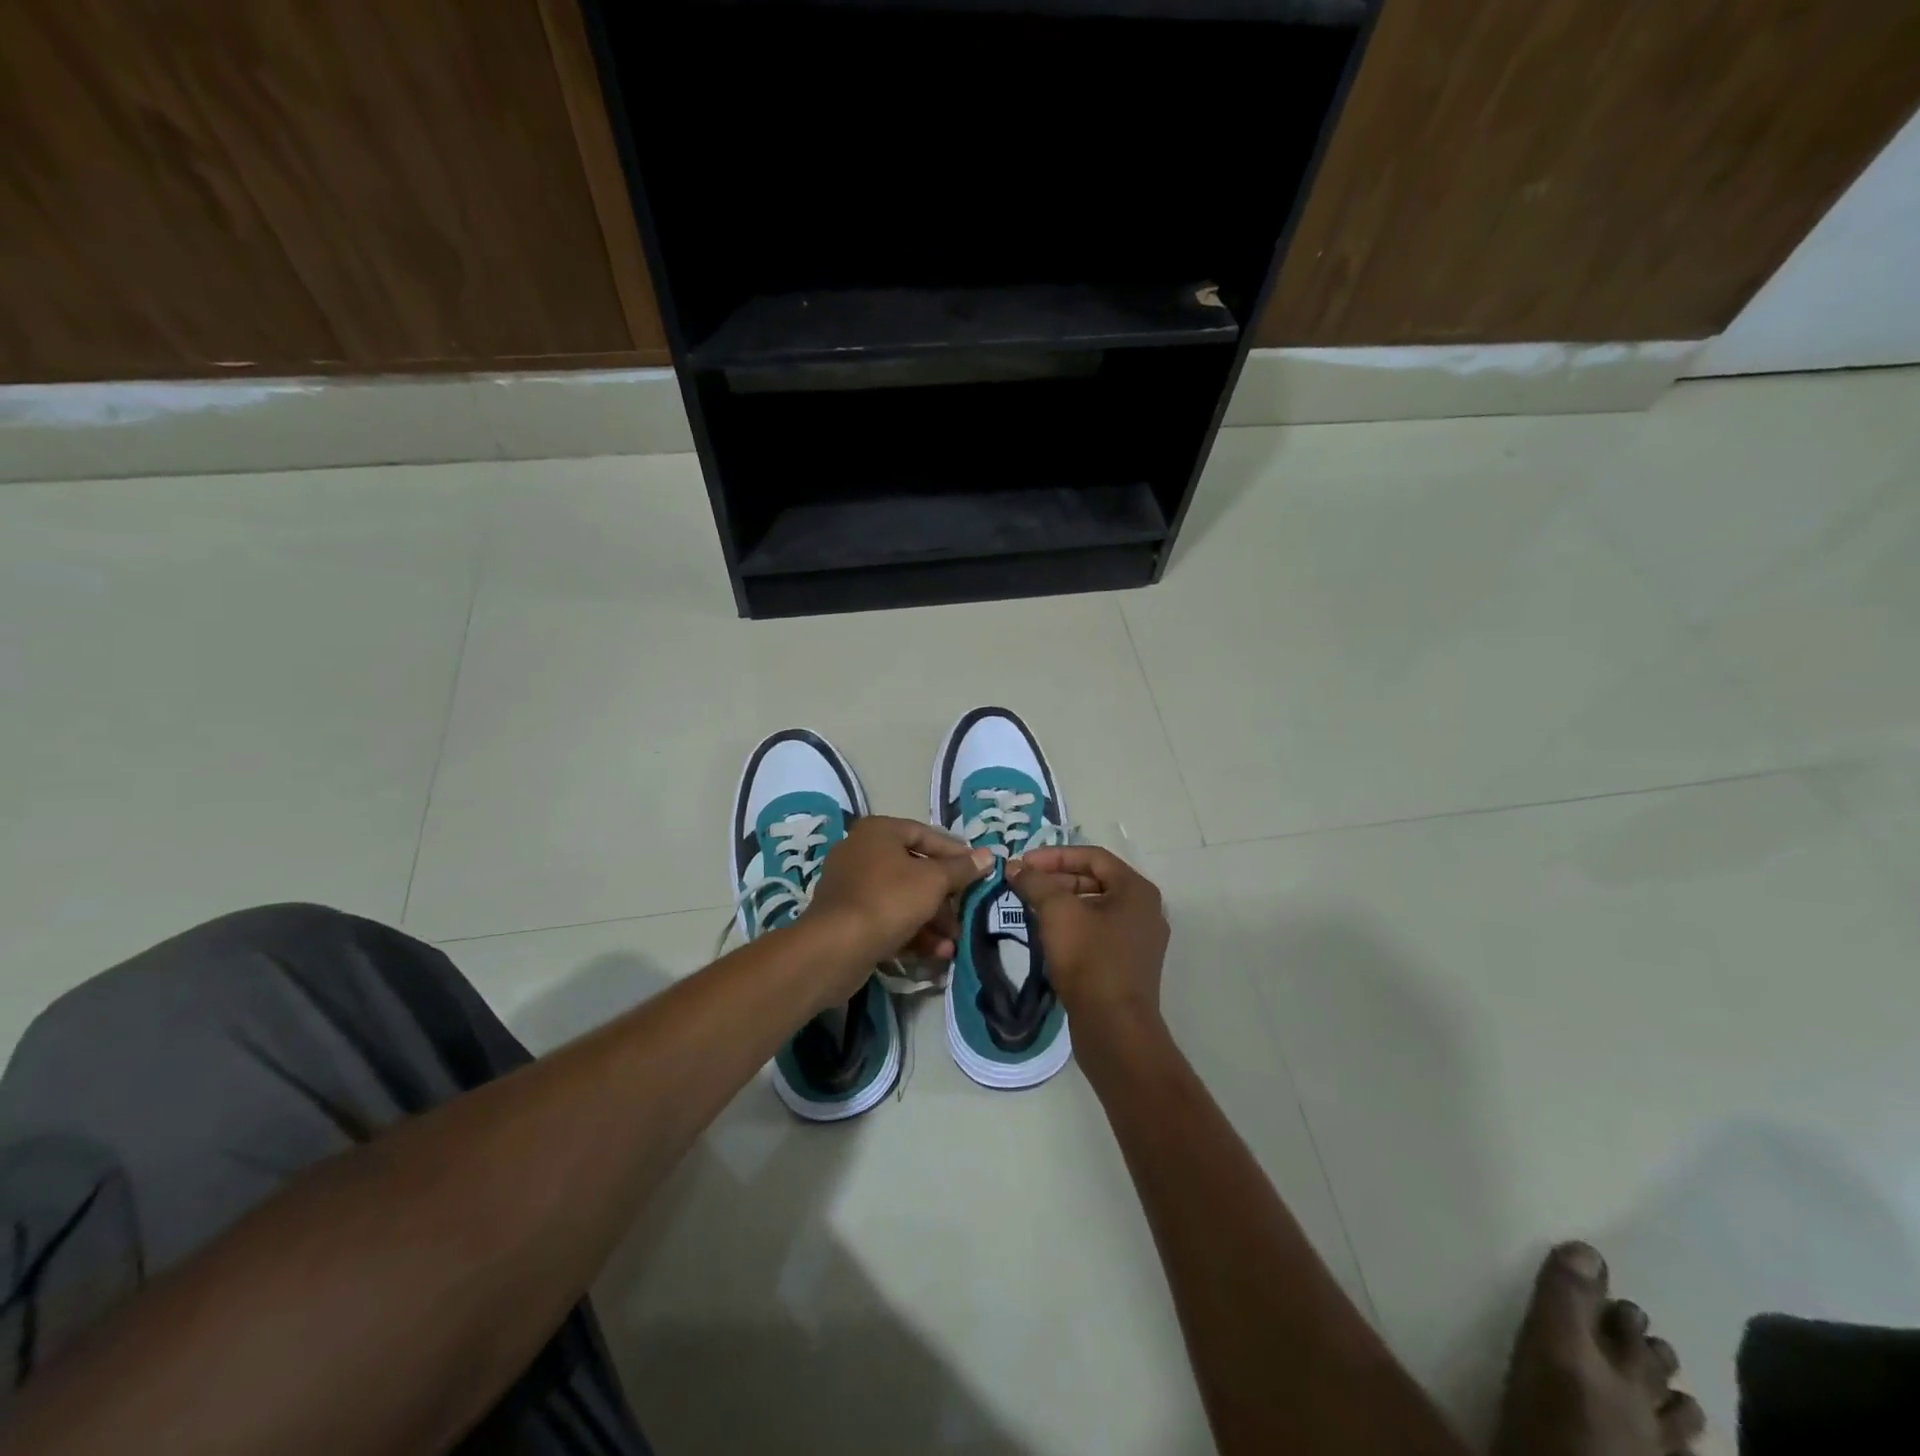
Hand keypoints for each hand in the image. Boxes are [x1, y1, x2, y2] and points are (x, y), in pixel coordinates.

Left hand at [807, 817, 993, 976]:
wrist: (835, 948)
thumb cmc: (888, 900)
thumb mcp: (933, 881)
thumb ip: (961, 869)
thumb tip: (987, 855)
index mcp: (878, 832)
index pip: (925, 834)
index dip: (955, 853)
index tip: (979, 871)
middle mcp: (861, 852)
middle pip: (915, 869)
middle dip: (945, 896)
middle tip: (967, 912)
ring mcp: (851, 886)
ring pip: (902, 897)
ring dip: (932, 920)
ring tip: (953, 942)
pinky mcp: (848, 917)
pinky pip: (887, 917)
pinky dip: (912, 932)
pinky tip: (936, 953)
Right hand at [1005, 846, 1169, 1032]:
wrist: (1114, 1029)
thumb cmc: (1090, 960)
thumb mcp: (1058, 913)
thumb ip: (1035, 883)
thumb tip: (1015, 867)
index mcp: (1136, 890)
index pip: (1093, 856)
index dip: (1055, 855)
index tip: (1023, 864)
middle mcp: (1145, 910)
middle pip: (1095, 880)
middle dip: (1056, 879)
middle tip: (1023, 884)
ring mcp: (1139, 940)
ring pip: (1095, 908)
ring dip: (1062, 903)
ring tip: (1029, 907)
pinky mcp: (1129, 965)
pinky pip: (1098, 932)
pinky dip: (1073, 926)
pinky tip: (1048, 935)